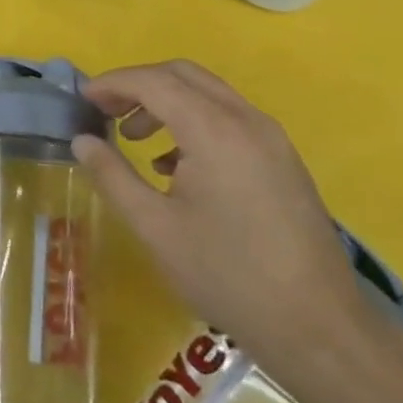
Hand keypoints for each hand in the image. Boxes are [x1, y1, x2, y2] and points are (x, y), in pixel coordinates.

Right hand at [71, 60, 365, 375]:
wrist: (320, 328)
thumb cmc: (227, 275)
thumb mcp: (155, 227)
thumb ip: (113, 175)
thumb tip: (82, 141)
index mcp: (214, 131)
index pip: (153, 82)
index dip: (113, 83)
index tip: (82, 99)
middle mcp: (246, 120)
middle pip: (182, 74)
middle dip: (138, 85)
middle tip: (105, 110)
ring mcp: (271, 138)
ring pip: (207, 93)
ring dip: (165, 102)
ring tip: (134, 138)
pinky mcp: (282, 159)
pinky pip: (229, 117)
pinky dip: (193, 120)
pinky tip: (174, 166)